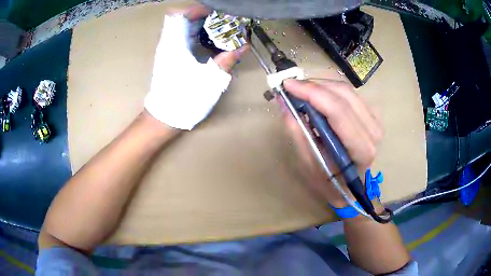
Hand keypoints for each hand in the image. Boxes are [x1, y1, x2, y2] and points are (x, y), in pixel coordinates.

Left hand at [145, 5, 247, 129]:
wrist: (164, 118)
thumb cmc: (185, 99)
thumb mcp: (210, 80)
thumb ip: (226, 60)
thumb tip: (243, 45)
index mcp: (174, 44)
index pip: (180, 15)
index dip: (197, 10)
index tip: (215, 13)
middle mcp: (168, 44)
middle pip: (183, 19)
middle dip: (203, 17)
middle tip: (223, 21)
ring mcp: (167, 51)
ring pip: (182, 29)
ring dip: (200, 25)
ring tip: (219, 29)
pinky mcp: (169, 59)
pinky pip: (182, 39)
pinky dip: (195, 35)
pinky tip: (209, 42)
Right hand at [281, 79, 382, 207]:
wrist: (353, 187)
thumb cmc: (331, 183)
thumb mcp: (310, 166)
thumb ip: (299, 135)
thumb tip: (285, 104)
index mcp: (361, 149)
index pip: (338, 111)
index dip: (312, 93)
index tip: (288, 85)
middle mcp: (373, 131)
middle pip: (344, 94)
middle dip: (314, 86)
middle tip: (292, 87)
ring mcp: (376, 121)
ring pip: (347, 90)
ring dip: (321, 86)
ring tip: (302, 92)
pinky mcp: (372, 115)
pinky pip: (349, 94)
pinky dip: (330, 90)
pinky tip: (318, 96)